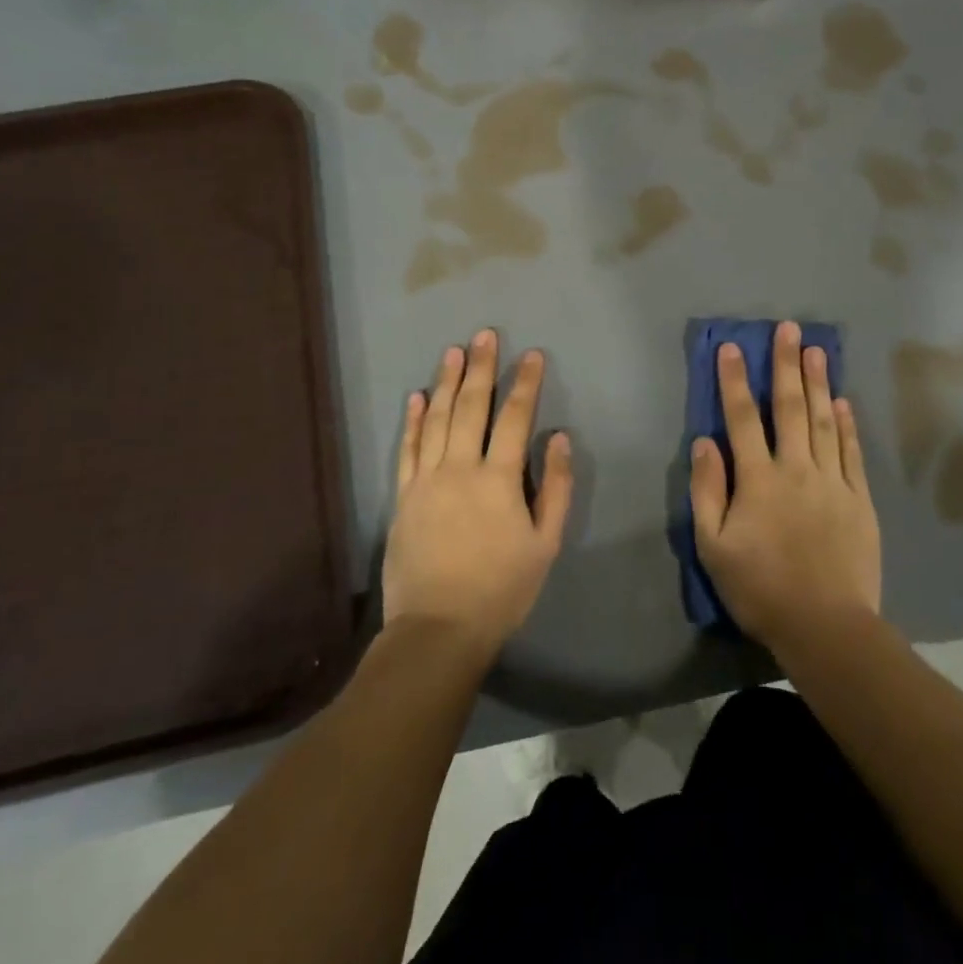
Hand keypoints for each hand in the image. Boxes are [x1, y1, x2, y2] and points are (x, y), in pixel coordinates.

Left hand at [382, 330, 571, 660]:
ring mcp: (426, 479)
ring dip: (445, 382)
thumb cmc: (501, 589)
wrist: (438, 629)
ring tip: (452, 351)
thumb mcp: (545, 543)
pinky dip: (412, 420)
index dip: (525, 383)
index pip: (515, 418)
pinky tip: (416, 396)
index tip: (531, 354)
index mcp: (498, 479)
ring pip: (437, 419)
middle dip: (481, 368)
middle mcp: (460, 468)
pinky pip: (407, 448)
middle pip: (472, 407)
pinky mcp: (403, 496)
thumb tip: (558, 439)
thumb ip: (554, 487)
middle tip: (484, 334)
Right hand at [691, 321, 881, 655]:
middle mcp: (796, 469)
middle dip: (786, 365)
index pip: (742, 419)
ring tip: (816, 350)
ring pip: (824, 422)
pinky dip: (847, 425)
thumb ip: (707, 491)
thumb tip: (705, 442)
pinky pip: (851, 453)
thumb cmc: (760, 588)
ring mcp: (832, 482)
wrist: (826, 626)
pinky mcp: (859, 500)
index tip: (733, 347)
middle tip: (788, 328)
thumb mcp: (713, 546)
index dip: (735, 381)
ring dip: (819, 383)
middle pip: (790, 408)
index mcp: (758, 480)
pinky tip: (843, 402)